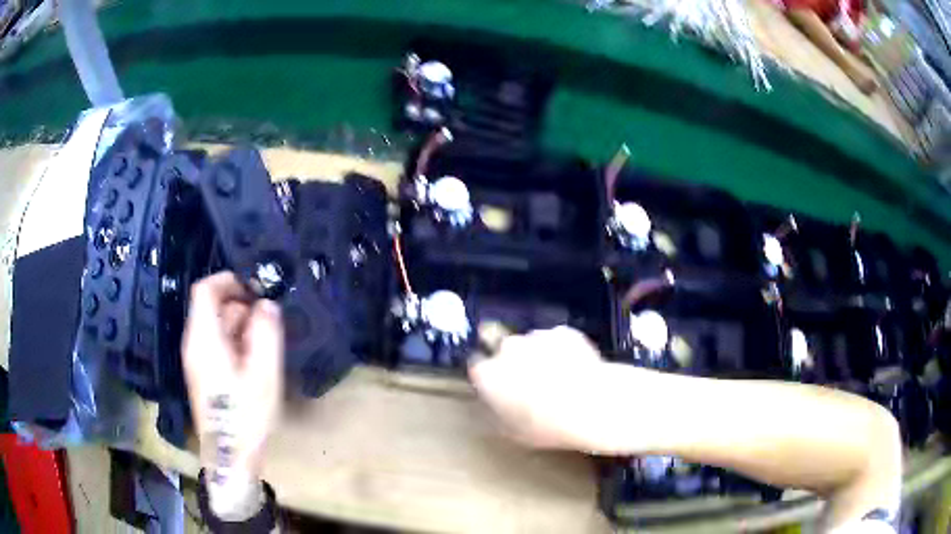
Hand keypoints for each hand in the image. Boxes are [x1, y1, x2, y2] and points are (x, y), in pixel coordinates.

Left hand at [182, 272, 283, 515]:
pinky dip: (235, 343)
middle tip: (269, 322)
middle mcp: (194, 344)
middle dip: (241, 306)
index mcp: (203, 338)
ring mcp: (196, 361)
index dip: (229, 280)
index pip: (205, 290)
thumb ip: (266, 332)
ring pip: (215, 327)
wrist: (230, 457)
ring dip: (240, 326)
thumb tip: (267, 304)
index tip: (256, 288)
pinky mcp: (202, 375)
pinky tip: (254, 363)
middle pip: (211, 307)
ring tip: (265, 346)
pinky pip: (216, 344)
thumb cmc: (245, 415)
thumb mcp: (263, 372)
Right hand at [469, 326, 622, 452]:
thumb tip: (495, 406)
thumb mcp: (512, 432)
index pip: (477, 367)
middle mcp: (507, 349)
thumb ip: (497, 413)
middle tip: (531, 383)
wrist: (592, 405)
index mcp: (488, 374)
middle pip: (504, 351)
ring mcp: (536, 336)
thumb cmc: (547, 426)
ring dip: (539, 356)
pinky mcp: (563, 331)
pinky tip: (576, 368)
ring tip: (559, 377)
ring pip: (532, 344)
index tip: (499, 387)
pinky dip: (562, 350)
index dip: (488, 376)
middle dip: (514, 363)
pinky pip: (557, 340)